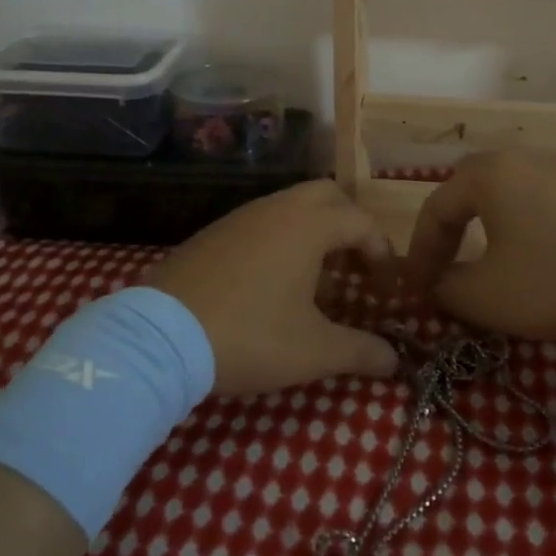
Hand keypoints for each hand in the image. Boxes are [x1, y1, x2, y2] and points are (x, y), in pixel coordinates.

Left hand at [144, 181, 399, 394]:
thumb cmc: (250, 335)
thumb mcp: (313, 351)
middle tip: (354, 263)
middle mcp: (276, 209)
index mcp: (308, 225)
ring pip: (289, 205)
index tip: (387, 285)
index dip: (382, 251)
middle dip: (349, 223)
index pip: (361, 222)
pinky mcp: (212, 233)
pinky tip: (271, 281)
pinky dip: (279, 239)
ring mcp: (239, 217)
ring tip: (316, 277)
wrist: (161, 337)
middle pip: (327, 195)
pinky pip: (259, 222)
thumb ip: (360, 351)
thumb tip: (395, 360)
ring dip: (312, 231)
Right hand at [406, 151, 555, 340]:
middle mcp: (522, 159)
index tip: (416, 289)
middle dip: (450, 232)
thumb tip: (439, 284)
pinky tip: (536, 261)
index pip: (436, 208)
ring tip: (486, 266)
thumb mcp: (486, 296)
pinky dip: (525, 231)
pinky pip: (542, 205)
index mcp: (488, 174)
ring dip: (487, 230)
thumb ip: (447, 289)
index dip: (419, 252)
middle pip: (468, 192)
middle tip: (443, 268)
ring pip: (507, 197)